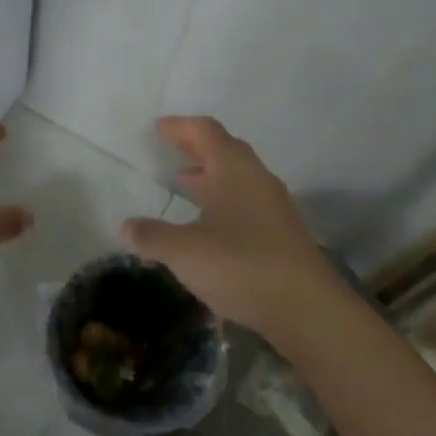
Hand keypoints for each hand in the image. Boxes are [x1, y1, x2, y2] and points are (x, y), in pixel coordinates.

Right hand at [120, 116, 338, 334]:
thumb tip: (127, 226)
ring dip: (210, 173)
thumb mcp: (185, 252)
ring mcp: (273, 205)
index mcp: (233, 169)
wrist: (308, 309)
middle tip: (169, 147)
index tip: (158, 127)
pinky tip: (209, 222)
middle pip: (224, 148)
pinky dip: (223, 197)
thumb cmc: (242, 266)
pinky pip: (246, 199)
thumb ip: (153, 236)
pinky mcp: (281, 232)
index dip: (180, 126)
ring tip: (184, 181)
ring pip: (237, 175)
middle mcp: (256, 178)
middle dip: (195, 146)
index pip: (205, 131)